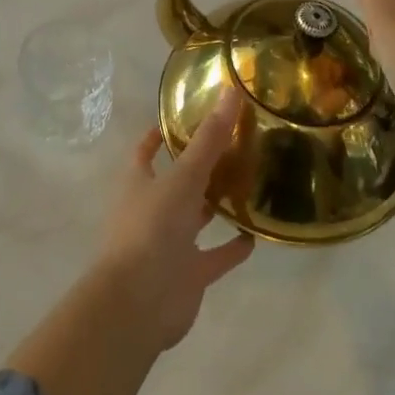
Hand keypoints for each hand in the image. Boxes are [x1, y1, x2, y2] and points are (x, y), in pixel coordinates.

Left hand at [90, 90, 255, 351]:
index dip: (160, 134)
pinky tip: (255, 236)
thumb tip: (231, 91)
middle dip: (199, 167)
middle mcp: (152, 208)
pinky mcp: (189, 274)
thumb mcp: (183, 177)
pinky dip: (231, 248)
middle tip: (234, 146)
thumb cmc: (152, 228)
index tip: (183, 117)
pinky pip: (214, 256)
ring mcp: (170, 244)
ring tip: (249, 184)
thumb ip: (209, 139)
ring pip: (196, 217)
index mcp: (139, 181)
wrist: (138, 303)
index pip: (146, 150)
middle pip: (177, 181)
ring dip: (216, 205)